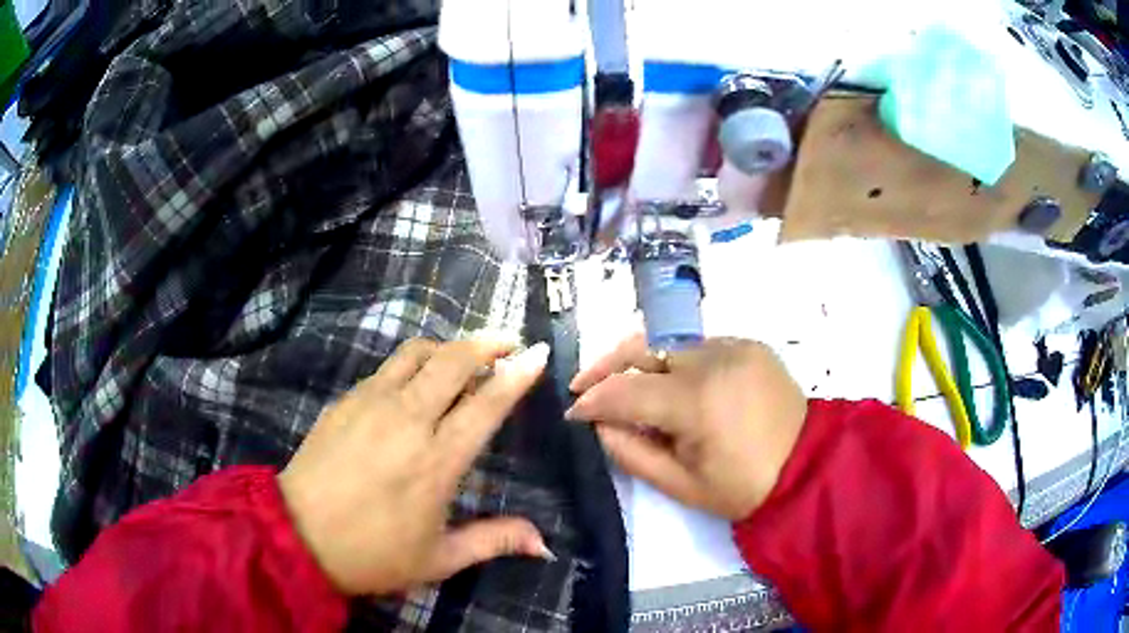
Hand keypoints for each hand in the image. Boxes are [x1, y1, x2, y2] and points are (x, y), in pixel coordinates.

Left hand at [278, 338, 551, 595]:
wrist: (298, 536)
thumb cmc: (373, 553)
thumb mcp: (439, 558)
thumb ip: (494, 541)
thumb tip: (545, 544)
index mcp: (437, 461)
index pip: (486, 403)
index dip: (517, 374)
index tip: (538, 352)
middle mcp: (407, 419)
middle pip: (453, 361)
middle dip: (487, 343)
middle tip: (507, 342)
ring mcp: (371, 403)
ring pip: (418, 352)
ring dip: (448, 348)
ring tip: (464, 359)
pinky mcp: (346, 400)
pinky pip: (388, 366)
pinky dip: (414, 363)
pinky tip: (416, 381)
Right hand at [567, 335, 806, 520]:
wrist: (807, 466)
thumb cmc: (743, 487)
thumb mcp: (680, 484)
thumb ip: (631, 452)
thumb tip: (601, 424)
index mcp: (696, 401)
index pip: (626, 391)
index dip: (592, 401)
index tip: (573, 412)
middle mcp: (712, 359)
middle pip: (642, 346)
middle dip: (605, 364)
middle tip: (582, 384)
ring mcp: (734, 345)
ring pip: (669, 341)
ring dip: (639, 359)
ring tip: (621, 381)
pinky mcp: (749, 344)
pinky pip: (698, 345)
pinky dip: (674, 360)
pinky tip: (670, 382)